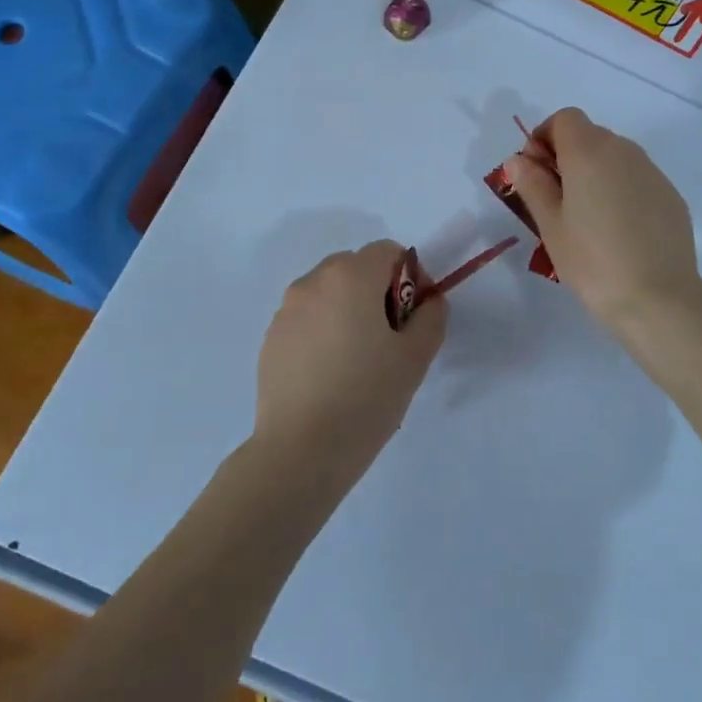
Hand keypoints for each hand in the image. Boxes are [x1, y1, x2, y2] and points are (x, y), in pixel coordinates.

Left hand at [254, 241, 447, 473]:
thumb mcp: (415, 357)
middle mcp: (313, 282)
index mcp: (350, 277)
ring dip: (348, 309)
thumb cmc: (367, 396)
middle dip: (377, 291)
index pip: (387, 251)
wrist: (302, 449)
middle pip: (355, 267)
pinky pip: (306, 318)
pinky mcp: (271, 338)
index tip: (413, 317)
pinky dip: (323, 330)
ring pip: (328, 293)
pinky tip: (330, 373)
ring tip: (358, 359)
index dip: (409, 277)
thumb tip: (429, 300)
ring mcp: (286, 310)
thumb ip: (431, 317)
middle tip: (389, 338)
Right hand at [503, 108, 701, 329]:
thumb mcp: (550, 225)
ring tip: (588, 219)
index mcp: (589, 152)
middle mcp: (624, 151)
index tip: (536, 174)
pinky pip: (637, 180)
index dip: (544, 138)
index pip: (564, 118)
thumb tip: (519, 159)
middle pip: (590, 135)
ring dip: (596, 174)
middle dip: (568, 157)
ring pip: (616, 158)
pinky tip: (619, 231)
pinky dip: (621, 191)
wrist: (658, 297)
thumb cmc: (592, 261)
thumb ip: (533, 185)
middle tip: (556, 201)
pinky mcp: (671, 195)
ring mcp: (653, 172)